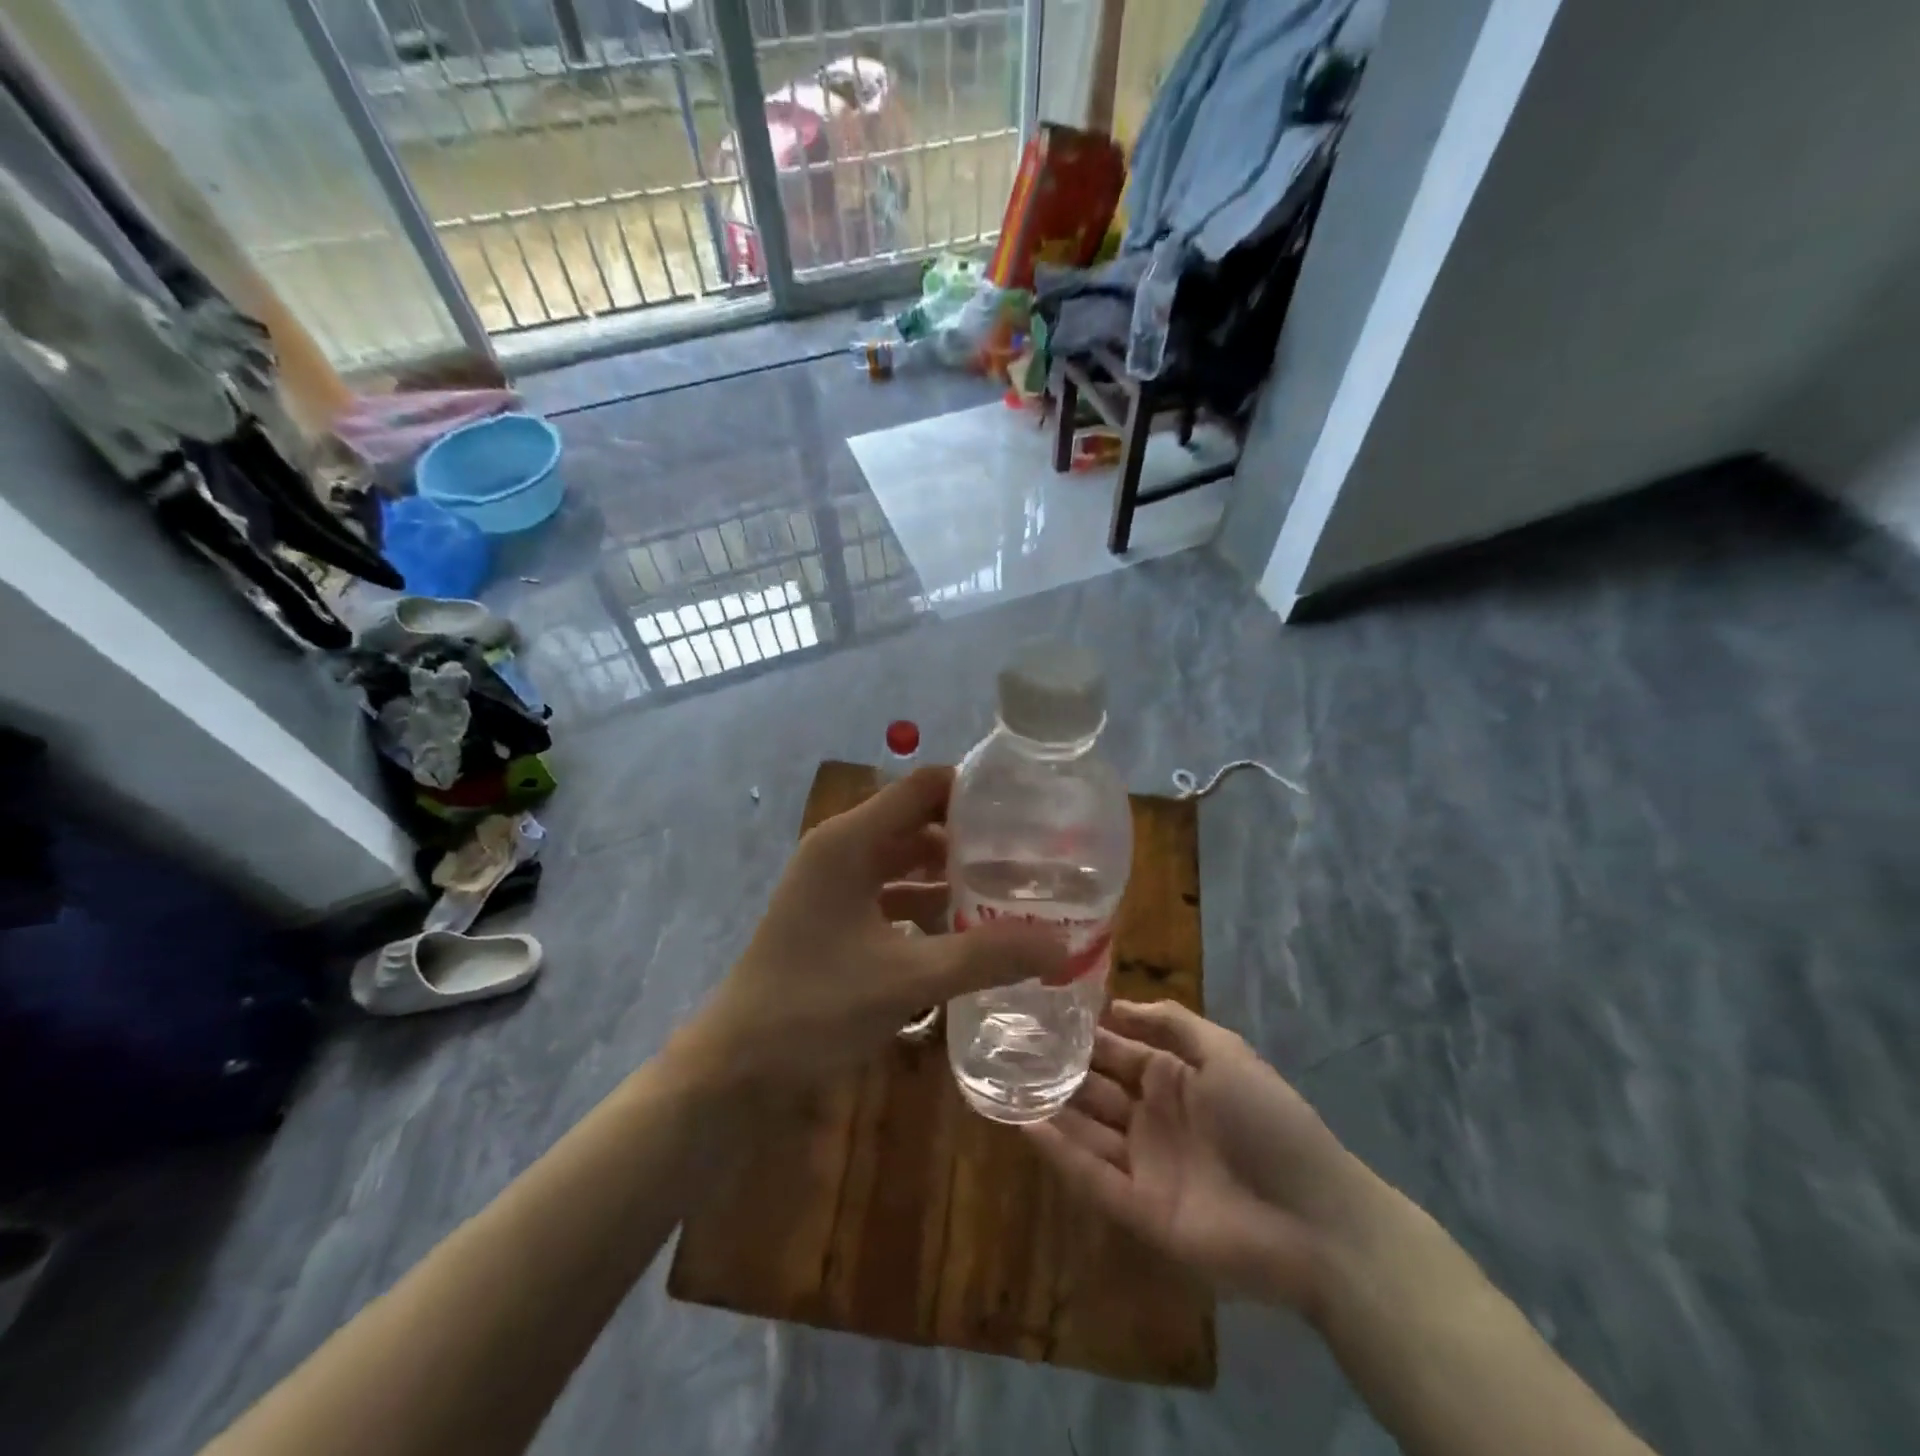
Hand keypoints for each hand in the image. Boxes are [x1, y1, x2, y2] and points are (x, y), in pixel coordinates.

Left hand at [686, 766, 1067, 1083]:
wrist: (735, 1066)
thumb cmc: (813, 1007)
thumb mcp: (907, 978)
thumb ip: (986, 957)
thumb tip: (1063, 946)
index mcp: (850, 840)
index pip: (924, 787)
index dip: (974, 791)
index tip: (1027, 812)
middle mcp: (842, 849)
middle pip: (919, 822)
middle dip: (972, 838)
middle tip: (1032, 858)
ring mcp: (835, 884)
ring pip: (906, 861)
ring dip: (952, 876)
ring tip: (1012, 893)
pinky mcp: (836, 917)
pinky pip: (892, 895)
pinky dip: (928, 906)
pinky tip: (968, 933)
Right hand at [1025, 1000, 1370, 1314]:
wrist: (1315, 1219)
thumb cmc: (1270, 1122)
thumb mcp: (1226, 1054)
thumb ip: (1173, 1023)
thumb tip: (1115, 1005)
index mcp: (1175, 1080)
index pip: (1118, 1051)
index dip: (1084, 1036)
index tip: (1041, 1014)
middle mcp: (1153, 1119)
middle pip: (1095, 1090)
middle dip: (1059, 1070)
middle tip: (1009, 1047)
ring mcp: (1144, 1166)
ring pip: (1086, 1130)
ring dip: (1050, 1108)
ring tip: (1004, 1081)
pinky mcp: (1139, 1210)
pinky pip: (1091, 1176)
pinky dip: (1059, 1152)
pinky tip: (1025, 1123)